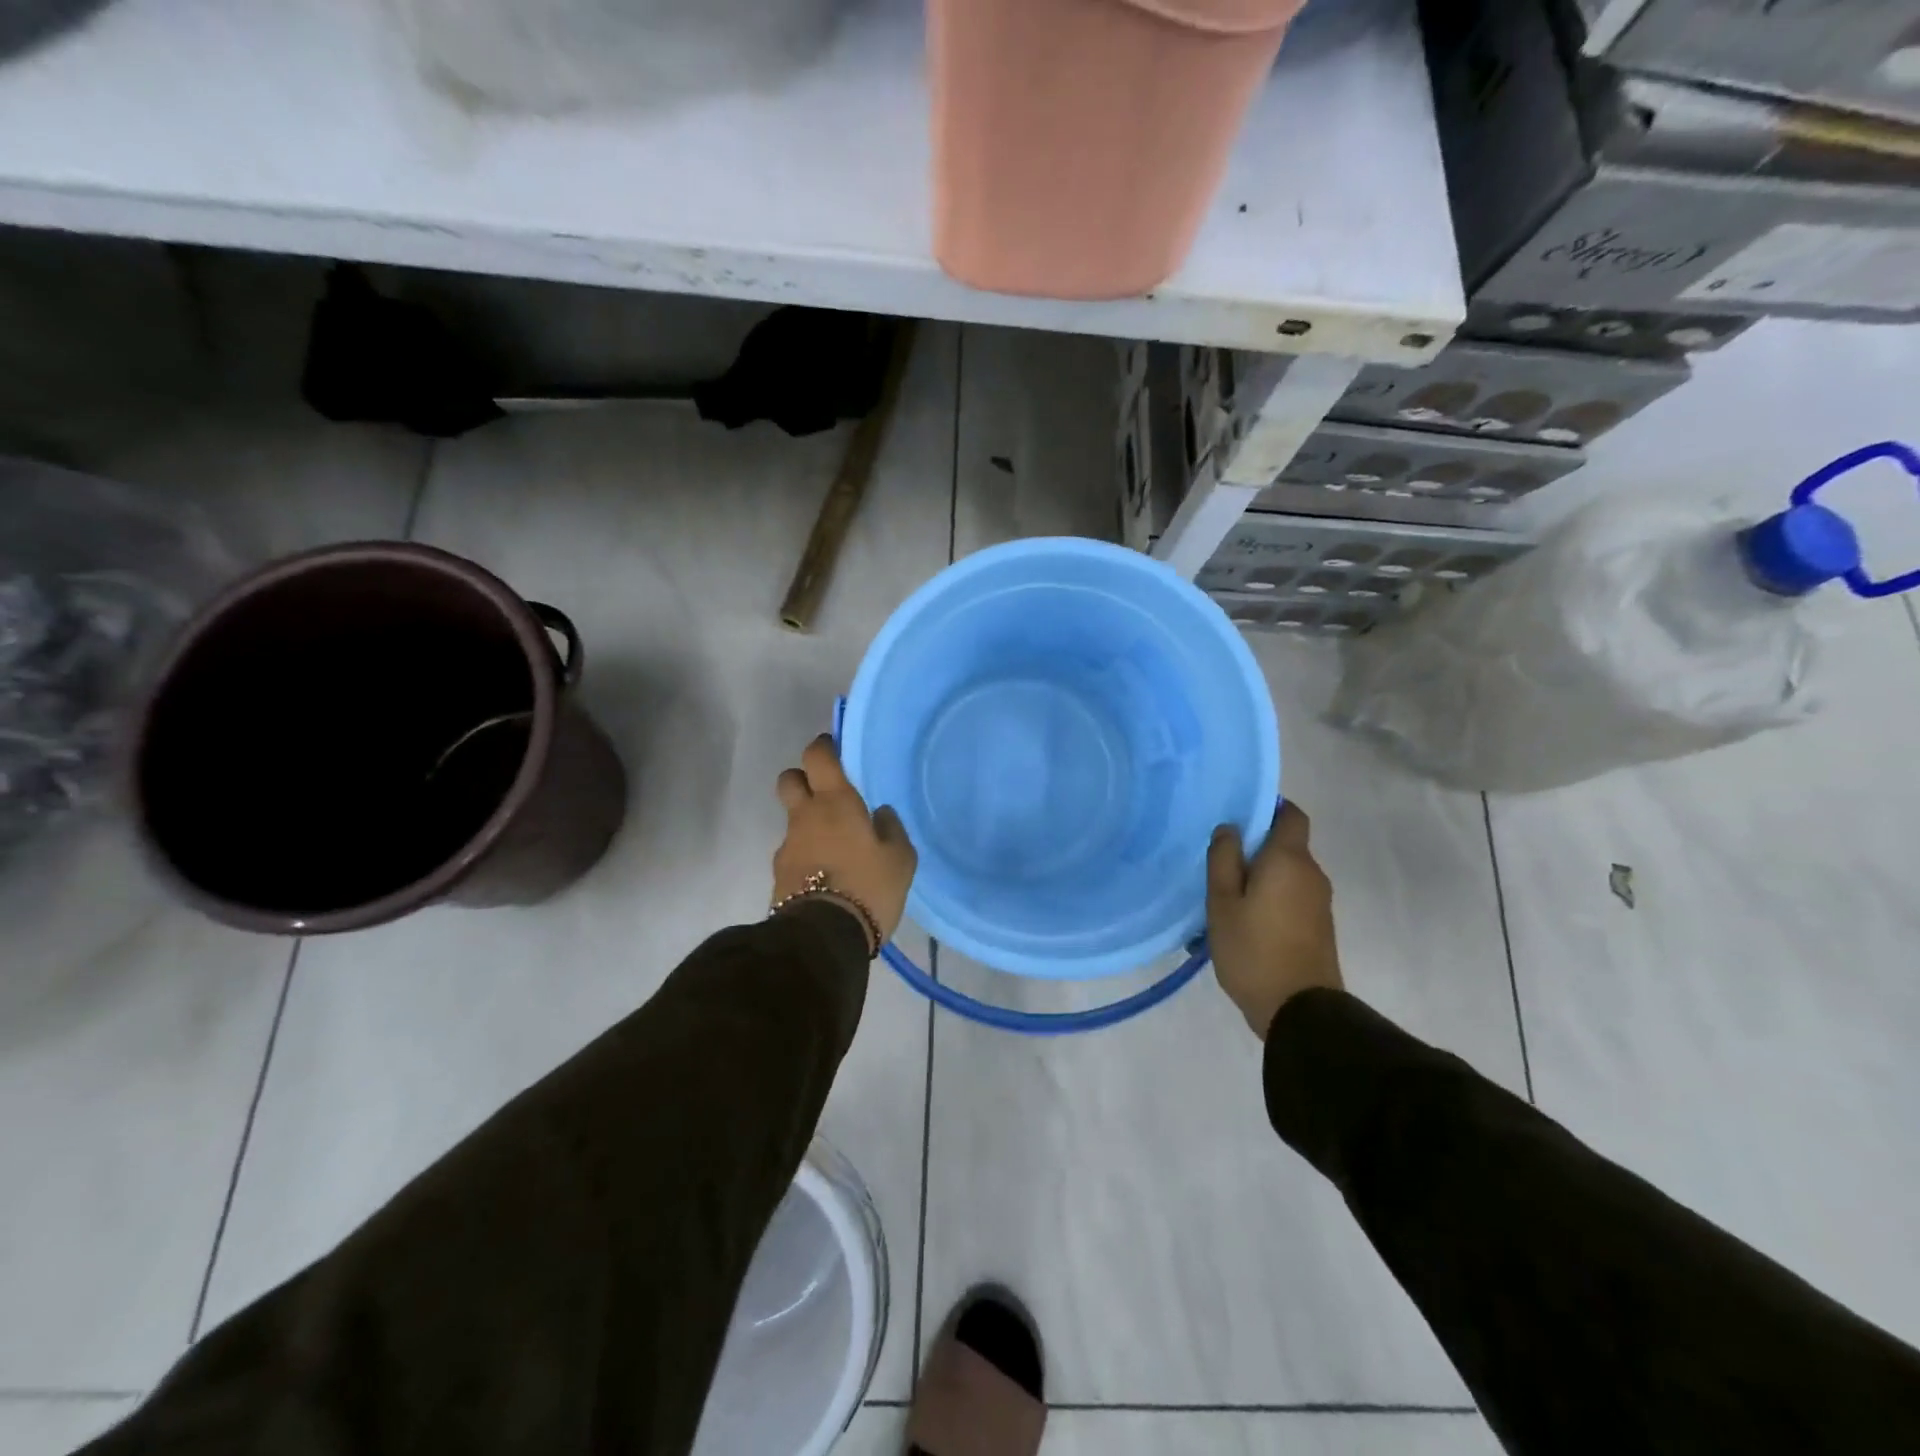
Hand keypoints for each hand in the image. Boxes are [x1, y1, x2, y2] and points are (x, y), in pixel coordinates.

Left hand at [773, 735, 917, 952]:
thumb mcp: (900, 859)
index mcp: (835, 802)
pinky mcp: (778, 875)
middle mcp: (805, 816)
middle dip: (803, 779)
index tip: (834, 750)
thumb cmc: (868, 887)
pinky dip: (805, 855)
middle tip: (826, 793)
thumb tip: (880, 814)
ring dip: (807, 823)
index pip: (817, 756)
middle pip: (790, 779)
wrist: (824, 937)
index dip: (823, 747)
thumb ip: (891, 829)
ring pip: (792, 819)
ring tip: (833, 846)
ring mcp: (787, 846)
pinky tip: (825, 874)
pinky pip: (793, 852)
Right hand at [1207, 803, 1342, 1038]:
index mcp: (1289, 860)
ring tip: (1225, 895)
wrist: (1299, 1010)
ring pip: (1286, 873)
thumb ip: (1223, 860)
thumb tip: (1229, 828)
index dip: (1268, 808)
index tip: (1238, 818)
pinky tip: (1243, 919)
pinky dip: (1270, 897)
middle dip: (1255, 847)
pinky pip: (1291, 896)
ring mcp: (1319, 902)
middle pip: (1286, 844)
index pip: (1291, 814)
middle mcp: (1311, 874)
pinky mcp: (1318, 925)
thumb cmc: (1253, 950)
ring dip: (1260, 876)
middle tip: (1218, 861)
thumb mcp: (1222, 903)